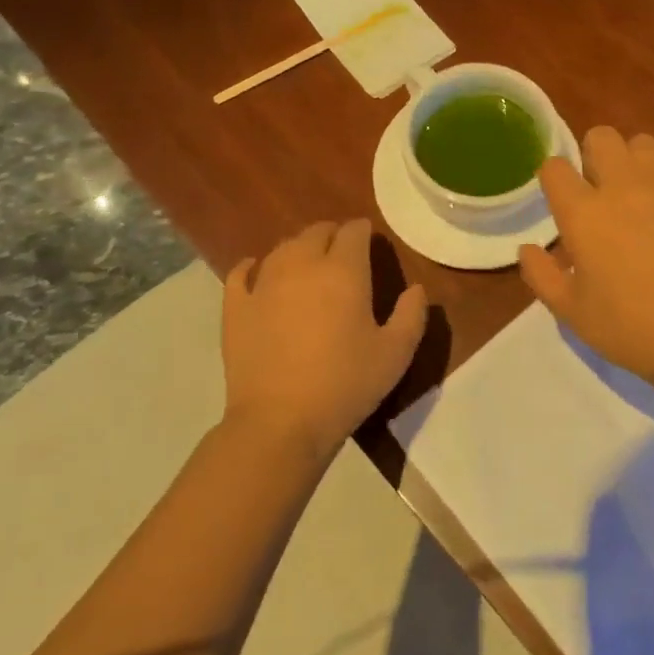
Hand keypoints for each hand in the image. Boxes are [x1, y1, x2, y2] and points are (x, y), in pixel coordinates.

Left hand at [222, 219, 427, 460]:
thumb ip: (412, 314)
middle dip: (333, 235)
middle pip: (316, 232)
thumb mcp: (396, 353)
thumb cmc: (346, 384)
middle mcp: (302, 265)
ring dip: (299, 249)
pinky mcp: (236, 308)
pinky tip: (258, 272)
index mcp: (344, 271)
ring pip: (282, 248)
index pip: (354, 232)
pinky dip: (252, 267)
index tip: (371, 243)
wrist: (280, 422)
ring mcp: (264, 284)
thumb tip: (417, 289)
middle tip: (343, 254)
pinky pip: (241, 273)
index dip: (364, 232)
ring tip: (308, 264)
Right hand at [519, 127, 653, 383]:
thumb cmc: (633, 330)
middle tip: (604, 193)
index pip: (555, 167)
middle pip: (601, 136)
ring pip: (645, 144)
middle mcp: (625, 184)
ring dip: (637, 164)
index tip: (563, 200)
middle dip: (595, 157)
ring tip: (646, 197)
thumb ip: (542, 275)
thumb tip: (528, 248)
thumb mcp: (573, 314)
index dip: (555, 180)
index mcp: (585, 213)